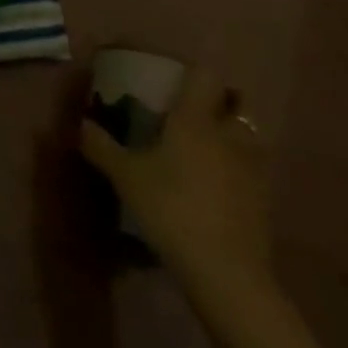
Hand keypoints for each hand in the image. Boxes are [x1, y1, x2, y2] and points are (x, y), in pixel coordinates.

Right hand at [80, 63, 272, 305]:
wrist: (227, 274)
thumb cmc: (172, 209)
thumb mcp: (126, 178)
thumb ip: (102, 147)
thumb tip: (81, 124)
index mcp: (196, 118)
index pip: (204, 74)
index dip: (192, 73)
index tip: (175, 81)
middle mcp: (228, 133)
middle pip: (234, 102)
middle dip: (218, 104)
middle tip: (193, 116)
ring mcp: (253, 167)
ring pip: (247, 138)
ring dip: (232, 138)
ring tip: (208, 153)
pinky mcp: (266, 201)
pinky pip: (254, 172)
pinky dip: (240, 172)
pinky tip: (220, 191)